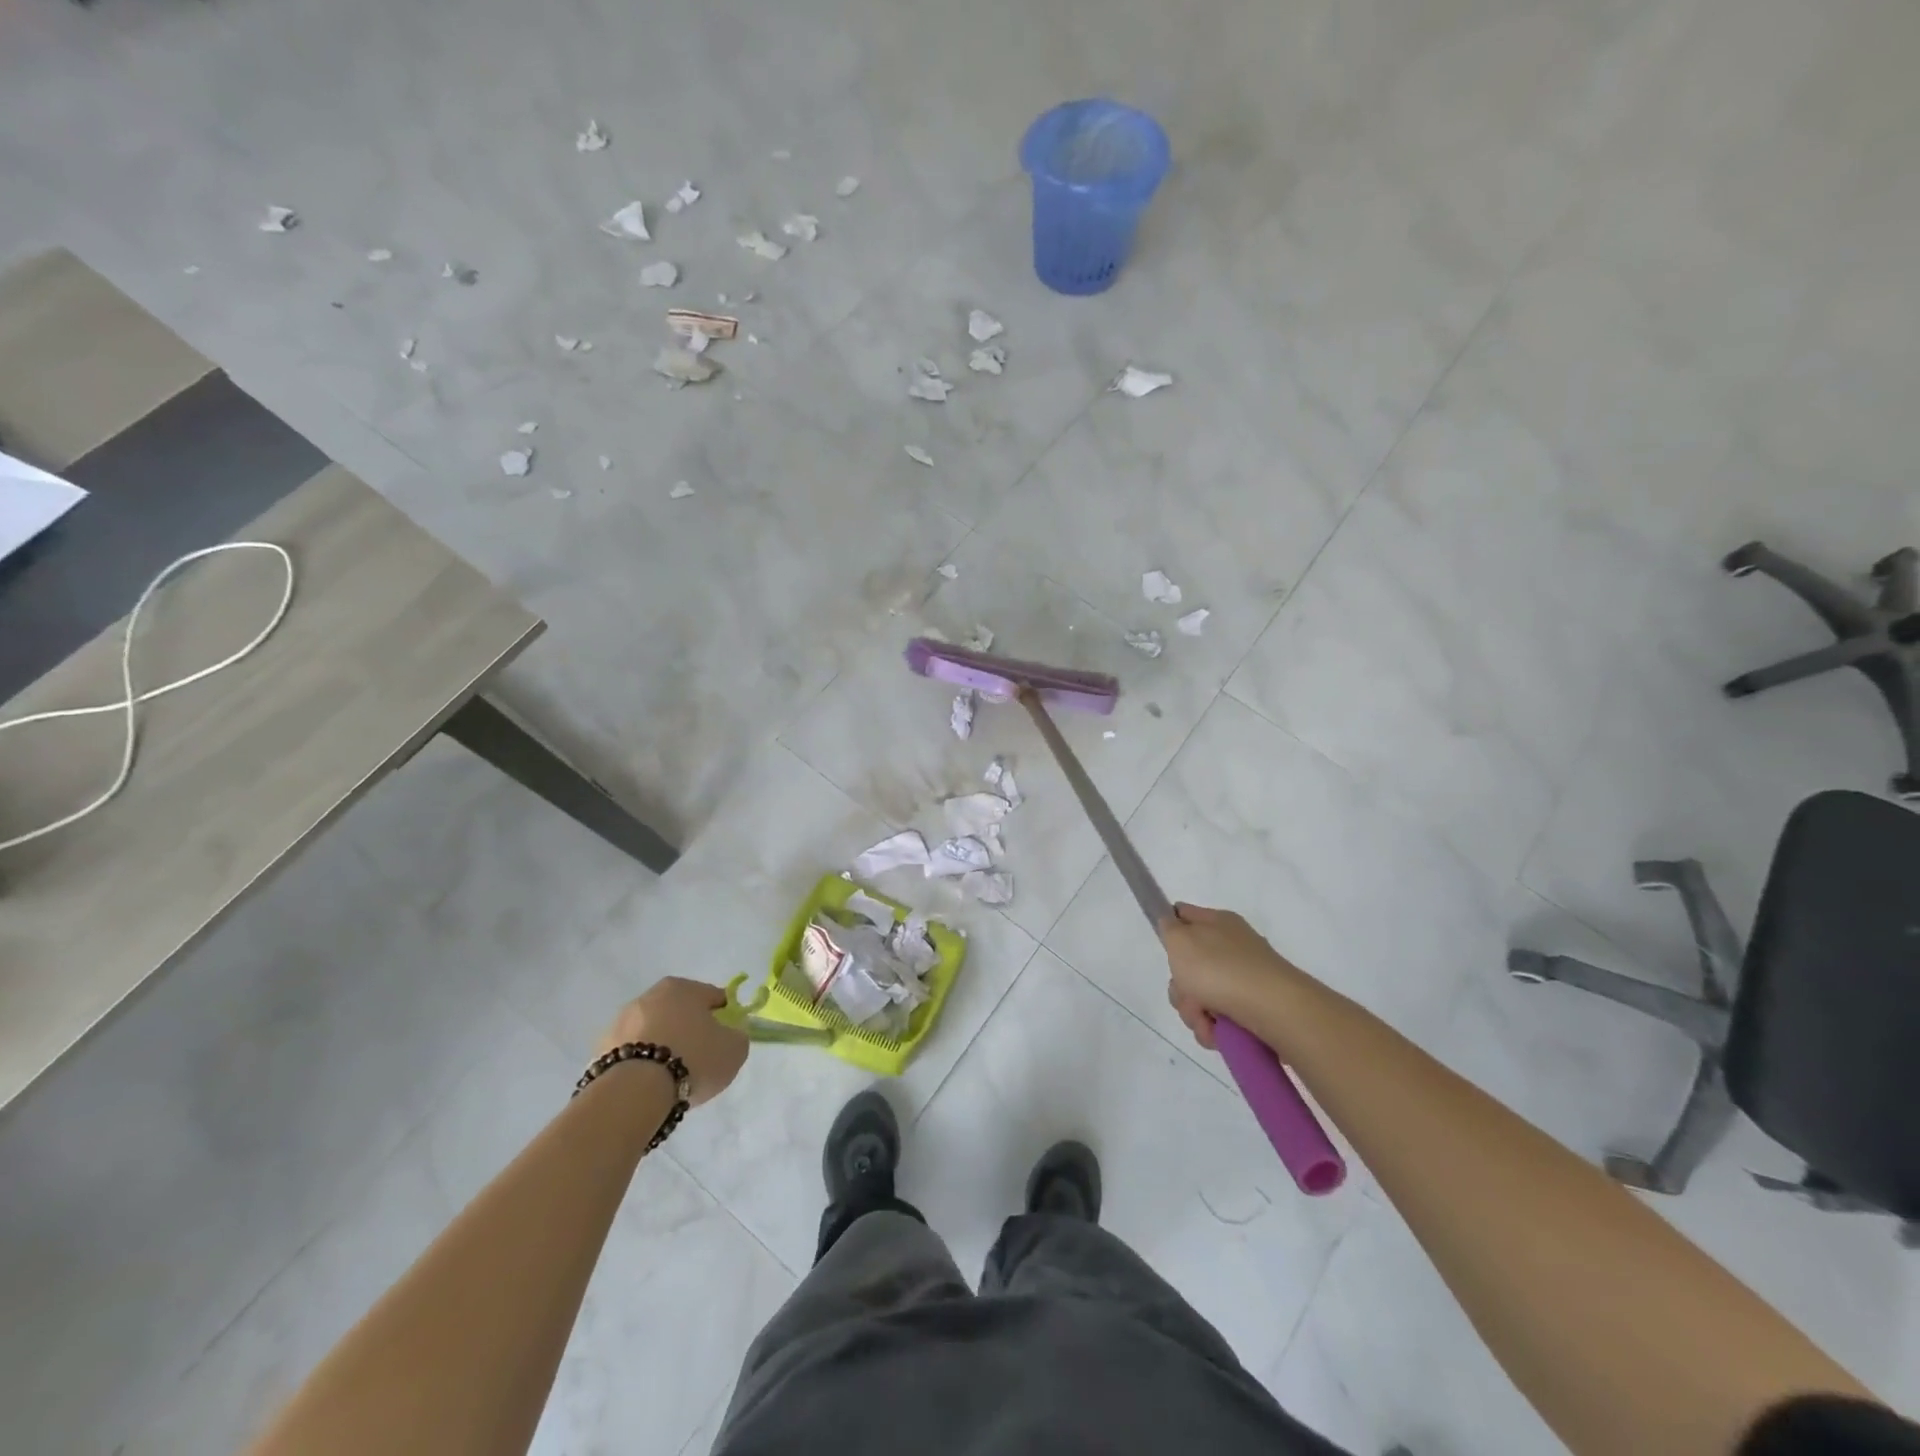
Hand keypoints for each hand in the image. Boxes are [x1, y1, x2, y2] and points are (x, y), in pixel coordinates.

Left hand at [594, 977, 747, 1106]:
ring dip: (662, 1046)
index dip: (724, 1018)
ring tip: (671, 1078)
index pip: (712, 997)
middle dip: (689, 1031)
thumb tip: (730, 1035)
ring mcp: (620, 1021)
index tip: (725, 1040)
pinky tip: (648, 1086)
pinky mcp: (600, 1049)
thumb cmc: (692, 1059)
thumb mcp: (734, 1049)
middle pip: (679, 1012)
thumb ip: (737, 1036)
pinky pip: (631, 1054)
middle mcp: (649, 996)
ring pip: (652, 1032)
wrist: (634, 1093)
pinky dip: (640, 1064)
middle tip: (699, 1059)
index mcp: (682, 987)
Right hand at [1159, 904, 1305, 1050]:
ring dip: (1194, 1012)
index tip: (1166, 950)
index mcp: (1217, 922)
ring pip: (1201, 996)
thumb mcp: (1180, 940)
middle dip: (1181, 987)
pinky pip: (1220, 1018)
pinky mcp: (1254, 1008)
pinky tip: (1218, 1032)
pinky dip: (1214, 1028)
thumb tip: (1172, 925)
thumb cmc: (1220, 969)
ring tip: (1206, 1020)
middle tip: (1187, 993)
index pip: (1184, 915)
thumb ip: (1169, 928)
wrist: (1275, 1010)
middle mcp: (1232, 947)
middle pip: (1188, 965)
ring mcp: (1245, 978)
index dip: (1170, 930)